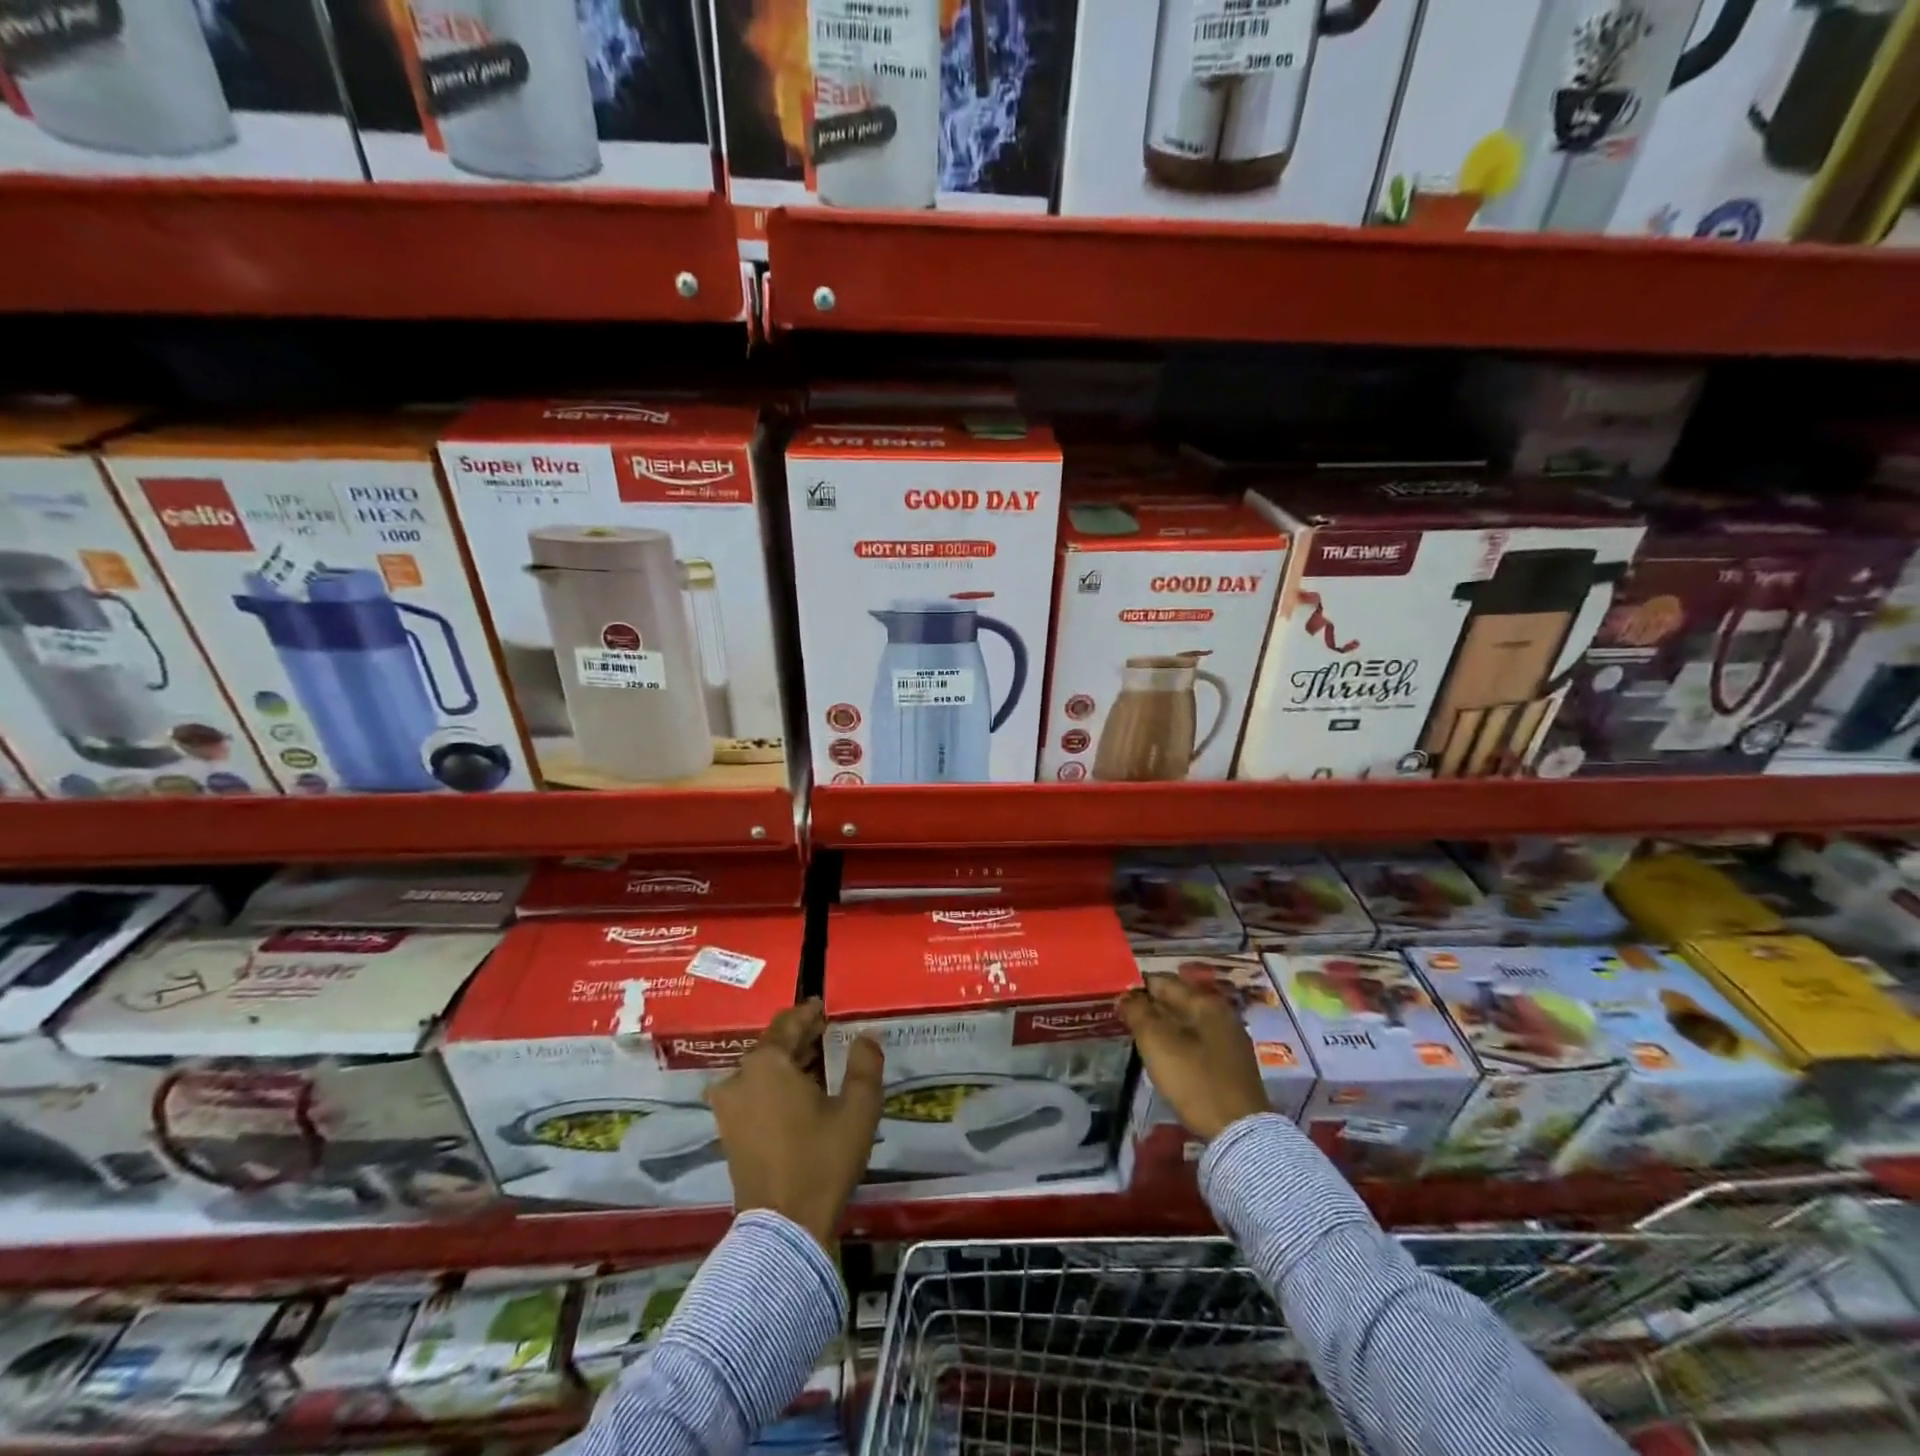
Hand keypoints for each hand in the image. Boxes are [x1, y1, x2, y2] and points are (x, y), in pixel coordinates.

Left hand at [705, 998, 882, 1247]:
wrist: (783, 1228)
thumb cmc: (821, 1160)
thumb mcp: (858, 1108)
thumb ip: (865, 1064)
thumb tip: (867, 1035)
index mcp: (766, 1063)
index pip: (788, 1023)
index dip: (809, 1013)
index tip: (825, 1008)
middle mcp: (739, 1078)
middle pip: (773, 1046)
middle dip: (801, 1040)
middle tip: (829, 1036)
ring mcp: (728, 1108)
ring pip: (762, 1071)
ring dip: (788, 1064)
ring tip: (819, 1066)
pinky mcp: (728, 1133)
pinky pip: (753, 1093)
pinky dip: (775, 1087)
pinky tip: (800, 1096)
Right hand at [1118, 975, 1270, 1141]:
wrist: (1239, 1132)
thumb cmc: (1195, 1080)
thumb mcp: (1157, 1043)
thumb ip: (1138, 1013)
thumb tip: (1125, 996)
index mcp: (1205, 1002)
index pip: (1163, 981)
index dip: (1136, 987)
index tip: (1116, 999)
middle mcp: (1221, 1013)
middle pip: (1177, 1000)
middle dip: (1150, 1006)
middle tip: (1123, 1018)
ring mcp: (1229, 1039)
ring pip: (1186, 1021)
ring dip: (1163, 1025)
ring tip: (1138, 1036)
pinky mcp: (1230, 1063)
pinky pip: (1196, 1040)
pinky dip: (1177, 1041)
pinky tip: (1164, 1055)